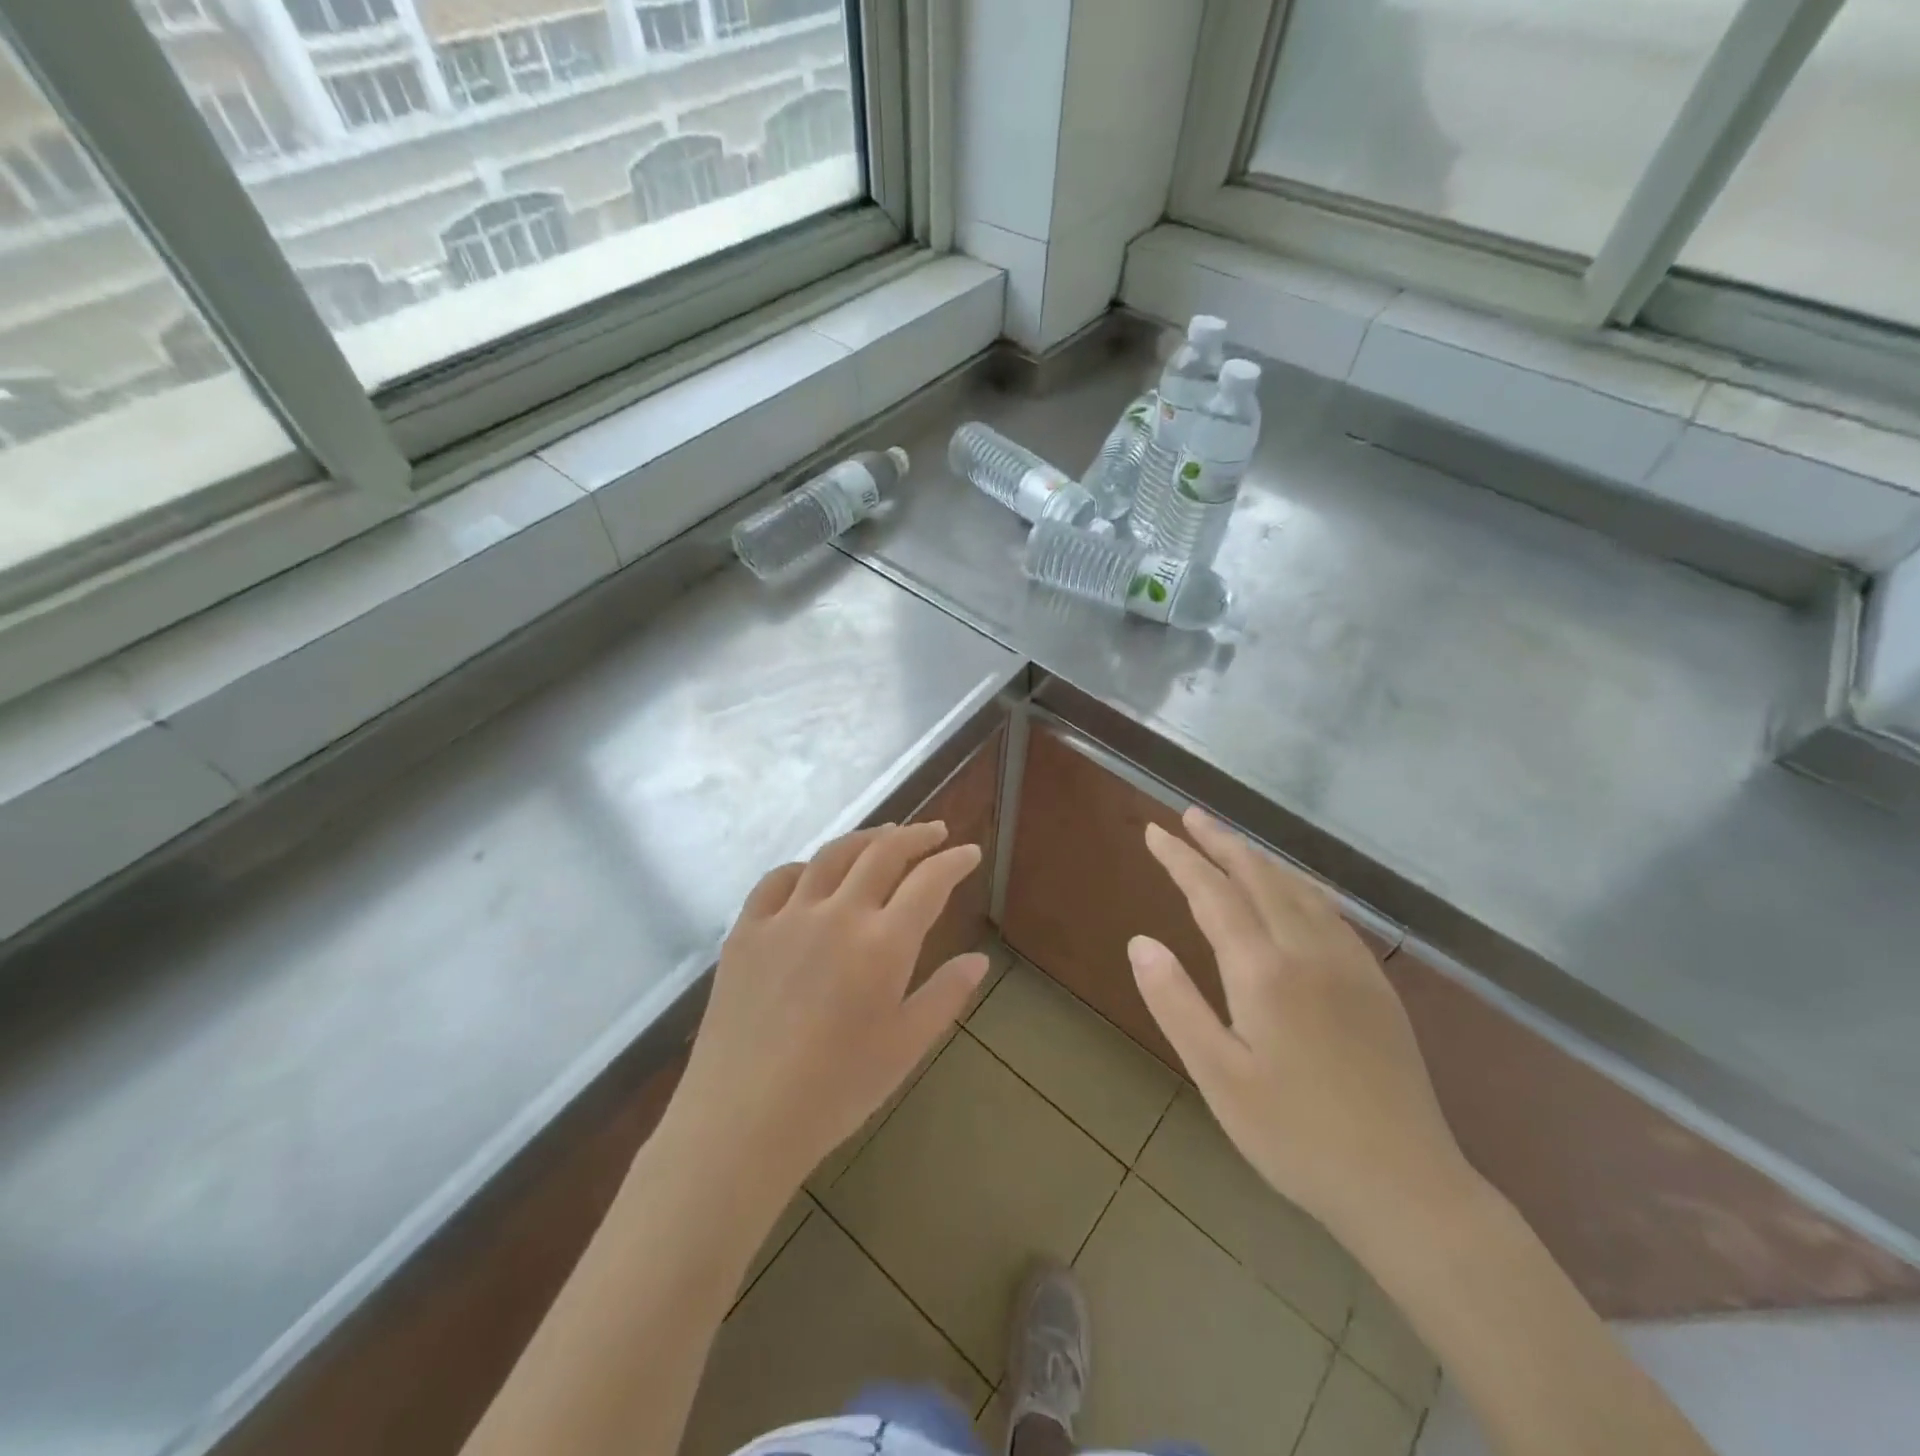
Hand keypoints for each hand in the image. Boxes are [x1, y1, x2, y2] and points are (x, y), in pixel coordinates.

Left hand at [670, 822, 988, 1192]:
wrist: (743, 1119)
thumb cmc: (837, 1089)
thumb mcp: (906, 1046)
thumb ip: (946, 995)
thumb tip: (978, 959)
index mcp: (883, 944)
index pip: (929, 882)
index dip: (954, 861)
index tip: (969, 852)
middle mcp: (837, 914)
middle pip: (882, 853)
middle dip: (915, 836)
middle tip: (934, 833)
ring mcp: (787, 917)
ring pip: (831, 855)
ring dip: (865, 839)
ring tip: (883, 837)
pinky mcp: (747, 930)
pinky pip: (777, 880)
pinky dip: (805, 867)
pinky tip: (813, 875)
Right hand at [1131, 808, 1472, 1240]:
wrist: (1407, 1187)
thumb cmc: (1296, 1136)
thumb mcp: (1218, 1078)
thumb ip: (1175, 1003)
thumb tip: (1140, 942)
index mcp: (1264, 971)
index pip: (1213, 894)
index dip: (1181, 859)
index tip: (1155, 832)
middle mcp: (1308, 951)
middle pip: (1259, 876)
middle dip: (1221, 841)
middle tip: (1190, 816)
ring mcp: (1349, 964)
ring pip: (1298, 887)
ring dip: (1259, 857)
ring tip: (1231, 842)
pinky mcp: (1375, 983)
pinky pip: (1329, 910)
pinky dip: (1298, 884)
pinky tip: (1294, 890)